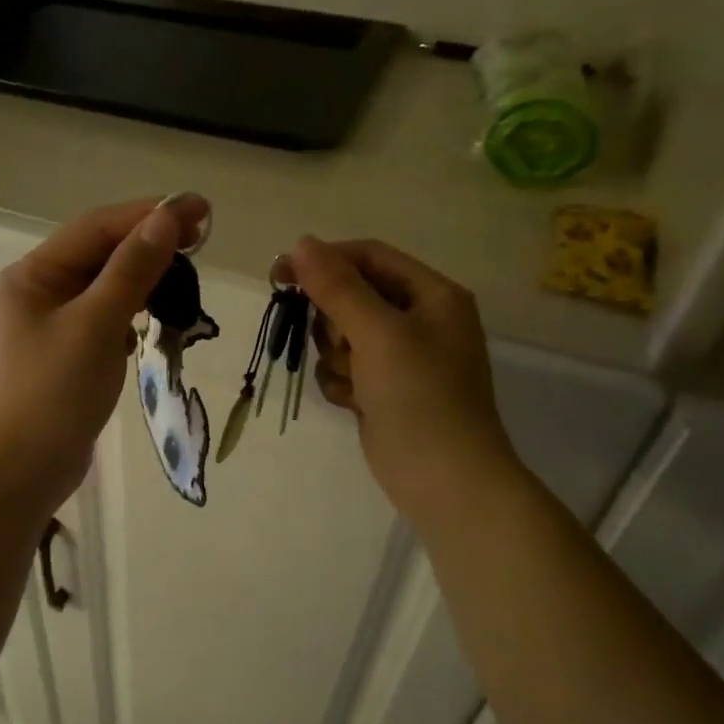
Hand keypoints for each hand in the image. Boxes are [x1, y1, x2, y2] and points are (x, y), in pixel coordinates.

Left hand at [0, 195, 210, 515]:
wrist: (22, 471)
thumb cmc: (53, 393)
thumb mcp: (95, 325)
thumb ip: (132, 270)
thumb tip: (167, 218)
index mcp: (35, 274)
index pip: (98, 227)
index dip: (150, 214)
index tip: (199, 209)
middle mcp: (41, 290)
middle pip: (102, 253)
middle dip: (150, 244)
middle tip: (202, 240)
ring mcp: (53, 324)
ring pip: (107, 286)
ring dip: (145, 279)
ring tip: (186, 279)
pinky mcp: (68, 354)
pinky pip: (106, 319)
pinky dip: (133, 314)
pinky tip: (154, 322)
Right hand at [287, 236, 523, 519]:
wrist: (444, 481)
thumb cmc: (420, 398)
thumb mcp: (379, 335)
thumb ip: (338, 288)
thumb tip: (301, 242)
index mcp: (432, 295)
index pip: (369, 257)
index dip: (325, 260)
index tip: (279, 275)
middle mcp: (419, 320)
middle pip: (351, 296)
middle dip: (334, 322)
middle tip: (342, 346)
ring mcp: (400, 358)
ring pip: (341, 335)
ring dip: (336, 357)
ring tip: (356, 383)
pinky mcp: (382, 389)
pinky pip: (343, 368)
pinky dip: (340, 383)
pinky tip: (355, 404)